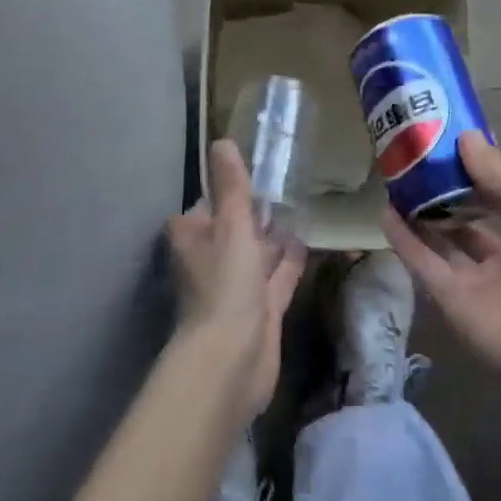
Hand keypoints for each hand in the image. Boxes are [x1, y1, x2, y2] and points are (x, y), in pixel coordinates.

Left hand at [166, 140, 306, 418]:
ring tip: (303, 208)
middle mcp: (209, 260)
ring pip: (257, 254)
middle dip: (255, 214)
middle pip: (233, 230)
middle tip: (288, 185)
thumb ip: (231, 187)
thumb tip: (222, 141)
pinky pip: (277, 277)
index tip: (255, 171)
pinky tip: (309, 243)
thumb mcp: (230, 226)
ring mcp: (235, 287)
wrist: (232, 359)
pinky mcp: (259, 309)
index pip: (207, 205)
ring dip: (274, 238)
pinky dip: (289, 263)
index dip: (227, 190)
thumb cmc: (225, 284)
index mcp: (192, 238)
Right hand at [384, 132, 500, 404]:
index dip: (473, 169)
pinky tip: (386, 214)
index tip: (444, 142)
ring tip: (393, 182)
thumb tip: (465, 137)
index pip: (497, 193)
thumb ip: (499, 175)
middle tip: (411, 161)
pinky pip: (424, 264)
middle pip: (466, 217)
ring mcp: (476, 278)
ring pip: (441, 240)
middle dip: (443, 192)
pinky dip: (405, 241)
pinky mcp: (451, 300)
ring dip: (420, 214)